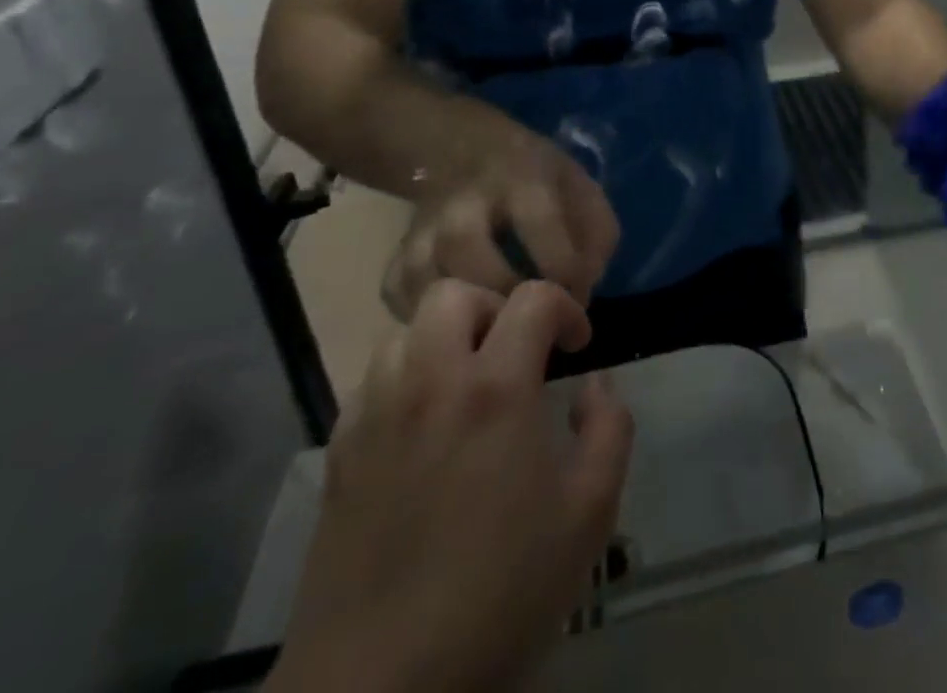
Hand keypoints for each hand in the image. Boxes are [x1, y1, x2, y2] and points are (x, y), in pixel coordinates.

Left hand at [268, 281, 635, 692]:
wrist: (380, 691)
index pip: (531, 298)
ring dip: (443, 340)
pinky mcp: (338, 455)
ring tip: (466, 384)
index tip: (577, 345)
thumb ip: (608, 429)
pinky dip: (403, 381)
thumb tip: (596, 383)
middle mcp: (430, 384)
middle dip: (494, 307)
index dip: (564, 308)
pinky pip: (370, 383)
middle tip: (515, 353)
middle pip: (453, 293)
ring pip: (404, 332)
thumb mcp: (589, 514)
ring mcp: (375, 417)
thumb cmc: (500, 594)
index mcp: (495, 389)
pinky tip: (420, 427)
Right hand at [385, 125, 618, 318]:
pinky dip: (421, 320)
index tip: (579, 303)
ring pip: (424, 277)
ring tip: (495, 338)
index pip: (540, 223)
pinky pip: (398, 296)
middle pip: (467, 248)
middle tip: (530, 327)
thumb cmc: (536, 176)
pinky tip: (456, 330)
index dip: (563, 270)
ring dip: (462, 316)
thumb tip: (584, 291)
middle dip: (502, 295)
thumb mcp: (580, 185)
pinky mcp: (399, 253)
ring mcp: (425, 228)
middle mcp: (466, 201)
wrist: (464, 148)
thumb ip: (596, 234)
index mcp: (523, 178)